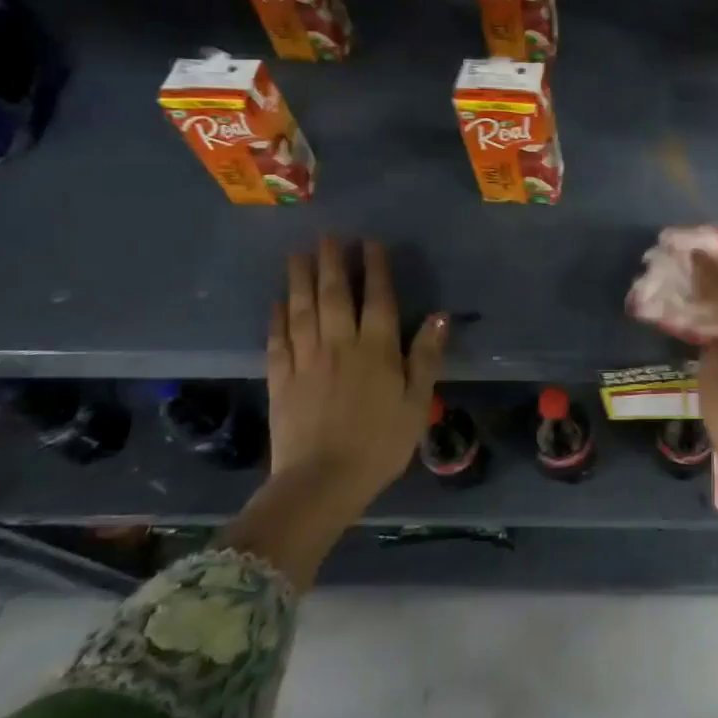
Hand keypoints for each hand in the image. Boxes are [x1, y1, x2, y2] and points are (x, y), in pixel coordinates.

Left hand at [266, 236, 447, 517]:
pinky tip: (277, 301)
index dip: (375, 268)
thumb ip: (426, 356)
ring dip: (300, 279)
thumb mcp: (417, 402)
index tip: (370, 242)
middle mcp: (339, 345)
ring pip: (302, 310)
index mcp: (376, 350)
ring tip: (298, 253)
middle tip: (328, 235)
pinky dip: (277, 317)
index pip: (377, 299)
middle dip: (332, 262)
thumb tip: (440, 316)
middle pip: (334, 295)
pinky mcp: (280, 379)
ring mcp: (306, 360)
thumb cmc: (380, 443)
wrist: (322, 482)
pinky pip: (277, 340)